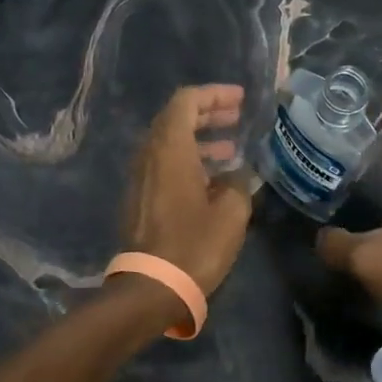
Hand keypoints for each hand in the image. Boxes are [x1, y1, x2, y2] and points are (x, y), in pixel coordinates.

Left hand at [120, 84, 254, 305]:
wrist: (152, 286)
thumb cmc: (195, 245)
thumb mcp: (231, 213)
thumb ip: (239, 183)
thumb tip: (238, 175)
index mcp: (169, 149)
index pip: (186, 101)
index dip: (214, 94)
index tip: (240, 100)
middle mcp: (149, 156)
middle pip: (175, 119)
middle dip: (207, 113)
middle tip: (236, 118)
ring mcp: (141, 178)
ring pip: (169, 144)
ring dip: (199, 140)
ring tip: (231, 149)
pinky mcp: (141, 199)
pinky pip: (164, 166)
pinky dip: (188, 161)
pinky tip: (213, 180)